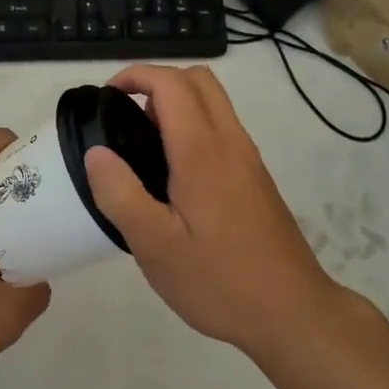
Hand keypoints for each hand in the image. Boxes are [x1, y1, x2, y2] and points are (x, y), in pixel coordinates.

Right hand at [83, 65, 339, 357]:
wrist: (292, 313)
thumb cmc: (219, 280)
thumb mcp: (155, 246)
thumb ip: (120, 194)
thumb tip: (96, 152)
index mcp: (202, 151)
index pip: (171, 83)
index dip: (135, 76)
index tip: (107, 98)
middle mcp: (230, 142)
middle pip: (198, 80)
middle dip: (157, 82)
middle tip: (125, 118)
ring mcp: (248, 158)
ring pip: (214, 103)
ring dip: (177, 104)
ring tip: (143, 149)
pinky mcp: (256, 178)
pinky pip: (222, 129)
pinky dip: (194, 127)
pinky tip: (173, 178)